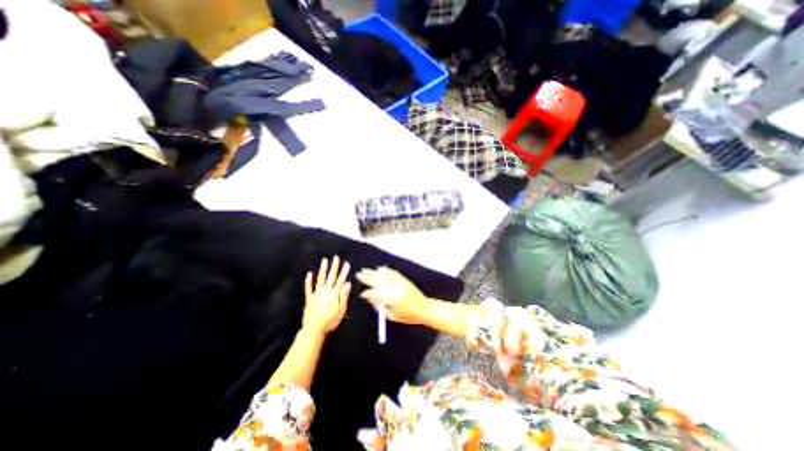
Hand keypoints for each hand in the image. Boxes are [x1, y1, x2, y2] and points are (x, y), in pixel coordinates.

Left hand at [304, 258, 351, 334]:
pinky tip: (309, 273)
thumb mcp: (341, 310)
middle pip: (331, 276)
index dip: (344, 272)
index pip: (340, 280)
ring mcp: (316, 293)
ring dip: (323, 269)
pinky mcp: (309, 298)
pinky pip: (308, 287)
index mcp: (334, 294)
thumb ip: (343, 296)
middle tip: (336, 257)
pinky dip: (309, 280)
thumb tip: (347, 283)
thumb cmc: (330, 321)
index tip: (346, 264)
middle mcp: (325, 291)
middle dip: (334, 266)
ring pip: (321, 278)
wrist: (314, 329)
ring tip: (324, 260)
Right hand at [358, 265, 432, 324]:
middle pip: (377, 281)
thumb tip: (371, 300)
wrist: (424, 308)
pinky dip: (386, 270)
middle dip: (367, 278)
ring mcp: (399, 282)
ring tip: (365, 270)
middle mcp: (394, 288)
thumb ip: (380, 308)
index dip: (367, 294)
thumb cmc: (408, 315)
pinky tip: (380, 269)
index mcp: (391, 299)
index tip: (362, 294)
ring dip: (374, 272)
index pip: (375, 293)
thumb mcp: (392, 316)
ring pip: (384, 275)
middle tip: (359, 274)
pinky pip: (393, 272)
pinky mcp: (403, 279)